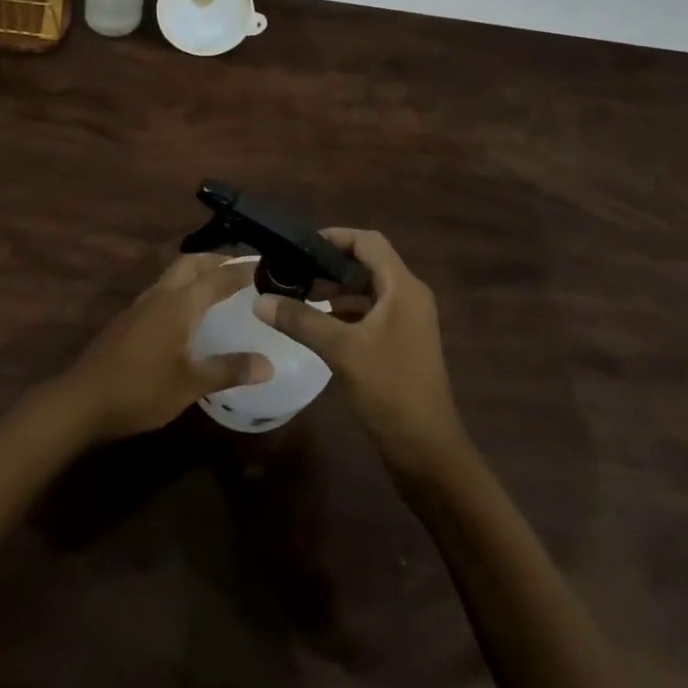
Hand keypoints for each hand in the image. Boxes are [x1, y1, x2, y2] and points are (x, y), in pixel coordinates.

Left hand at [56, 254, 272, 443]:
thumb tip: (268, 364)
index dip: (241, 270)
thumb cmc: (140, 390)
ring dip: (198, 271)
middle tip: (242, 268)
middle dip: (217, 260)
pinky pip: (164, 289)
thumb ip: (228, 370)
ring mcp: (142, 304)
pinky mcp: (130, 318)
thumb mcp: (189, 385)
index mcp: (179, 304)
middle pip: (192, 263)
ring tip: (220, 284)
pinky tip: (189, 310)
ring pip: (175, 273)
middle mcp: (161, 294)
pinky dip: (184, 287)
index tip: (265, 264)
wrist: (83, 400)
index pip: (217, 278)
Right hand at [253, 229, 465, 473]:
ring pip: (370, 289)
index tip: (301, 244)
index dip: (336, 236)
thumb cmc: (389, 389)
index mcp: (403, 287)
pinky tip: (320, 324)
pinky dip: (347, 311)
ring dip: (338, 289)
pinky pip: (373, 312)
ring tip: (300, 294)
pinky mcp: (404, 343)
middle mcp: (410, 296)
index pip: (369, 242)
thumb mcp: (340, 350)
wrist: (427, 451)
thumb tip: (260, 300)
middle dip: (332, 264)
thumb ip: (300, 320)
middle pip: (369, 263)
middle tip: (295, 269)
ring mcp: (409, 321)